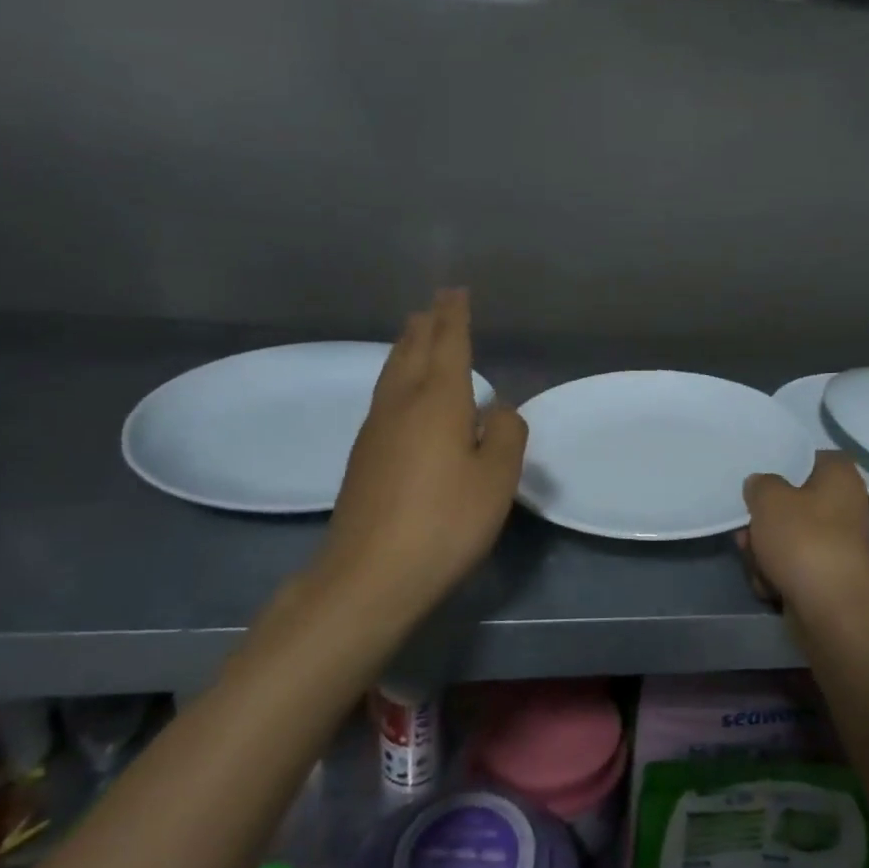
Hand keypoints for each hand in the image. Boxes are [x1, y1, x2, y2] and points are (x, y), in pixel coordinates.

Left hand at [300, 289, 526, 619]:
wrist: (369, 576)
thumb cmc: (444, 522)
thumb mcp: (495, 479)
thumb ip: (505, 434)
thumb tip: (497, 408)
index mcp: (438, 401)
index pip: (448, 345)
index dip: (454, 316)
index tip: (455, 291)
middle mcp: (401, 405)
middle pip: (412, 352)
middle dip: (426, 326)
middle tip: (434, 305)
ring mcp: (375, 431)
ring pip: (392, 374)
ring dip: (406, 348)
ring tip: (415, 335)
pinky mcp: (363, 458)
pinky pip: (384, 398)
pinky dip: (397, 378)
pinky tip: (402, 394)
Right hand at [739, 452, 868, 620]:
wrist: (831, 610)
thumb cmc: (803, 540)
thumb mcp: (768, 498)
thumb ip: (759, 484)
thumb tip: (762, 486)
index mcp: (840, 477)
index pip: (811, 457)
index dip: (784, 464)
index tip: (760, 478)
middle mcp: (845, 506)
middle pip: (793, 502)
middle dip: (763, 519)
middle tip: (746, 530)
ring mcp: (837, 544)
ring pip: (788, 536)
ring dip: (764, 549)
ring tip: (754, 561)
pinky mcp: (828, 576)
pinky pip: (793, 566)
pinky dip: (777, 574)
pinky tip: (768, 585)